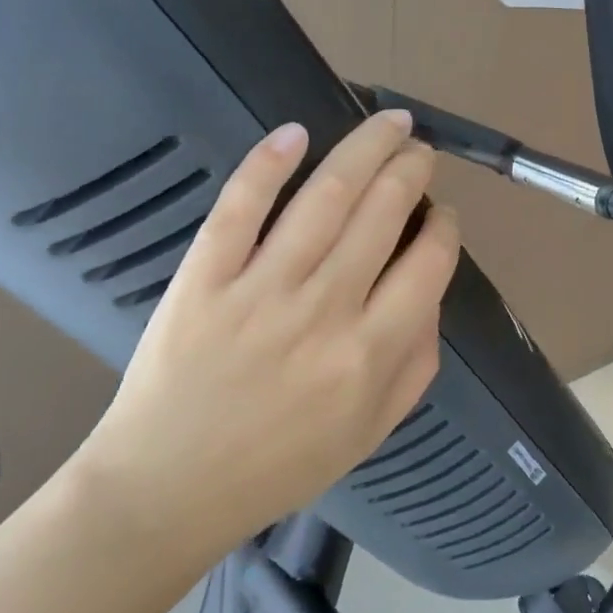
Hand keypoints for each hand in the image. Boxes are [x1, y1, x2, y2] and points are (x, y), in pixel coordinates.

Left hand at [73, 111, 459, 575]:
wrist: (168, 489)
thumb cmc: (281, 464)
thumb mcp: (372, 431)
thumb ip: (417, 362)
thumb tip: (432, 292)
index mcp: (370, 352)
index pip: (429, 263)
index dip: (444, 226)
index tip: (441, 214)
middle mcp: (324, 309)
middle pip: (382, 212)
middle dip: (411, 169)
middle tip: (419, 151)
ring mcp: (260, 288)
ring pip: (324, 197)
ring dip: (364, 148)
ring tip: (388, 124)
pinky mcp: (204, 277)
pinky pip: (240, 208)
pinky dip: (268, 165)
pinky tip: (296, 133)